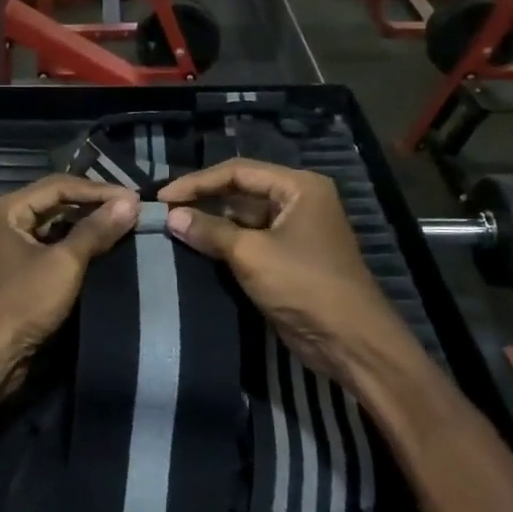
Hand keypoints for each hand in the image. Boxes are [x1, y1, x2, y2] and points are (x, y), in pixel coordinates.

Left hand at [0, 175, 138, 399]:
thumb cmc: (20, 304)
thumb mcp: (63, 264)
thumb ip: (95, 231)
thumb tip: (130, 203)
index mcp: (4, 210)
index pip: (58, 186)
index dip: (98, 190)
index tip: (134, 199)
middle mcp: (0, 223)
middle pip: (52, 204)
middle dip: (92, 206)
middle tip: (130, 212)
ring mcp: (3, 250)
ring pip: (50, 228)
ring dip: (83, 228)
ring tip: (120, 229)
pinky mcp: (11, 275)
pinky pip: (45, 250)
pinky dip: (71, 248)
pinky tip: (98, 253)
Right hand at [157, 160, 415, 386]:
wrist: (349, 340)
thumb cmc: (304, 285)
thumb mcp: (251, 254)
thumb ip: (210, 231)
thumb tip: (171, 217)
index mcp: (299, 187)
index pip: (238, 171)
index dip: (198, 182)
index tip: (163, 197)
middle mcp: (298, 201)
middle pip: (241, 191)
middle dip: (203, 200)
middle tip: (164, 211)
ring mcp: (294, 231)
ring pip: (243, 218)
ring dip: (212, 223)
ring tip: (172, 228)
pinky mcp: (287, 258)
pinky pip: (250, 241)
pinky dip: (224, 243)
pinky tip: (195, 247)